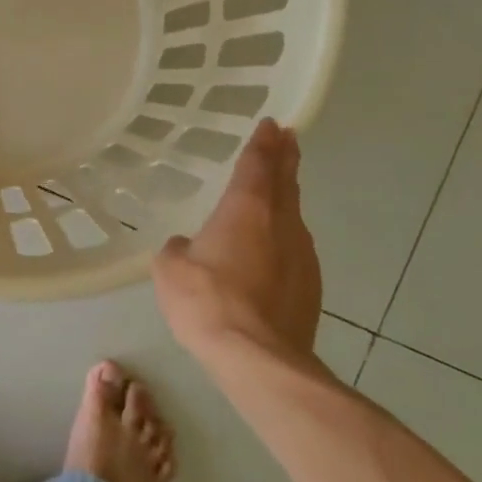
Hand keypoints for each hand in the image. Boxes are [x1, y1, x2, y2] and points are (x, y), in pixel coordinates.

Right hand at [152, 118, 321, 363]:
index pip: (258, 163)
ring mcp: (302, 255)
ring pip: (294, 215)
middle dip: (286, 157)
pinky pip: (295, 248)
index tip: (272, 123)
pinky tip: (273, 249)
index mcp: (246, 209)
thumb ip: (180, 249)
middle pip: (286, 181)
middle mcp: (281, 223)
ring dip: (286, 197)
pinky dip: (284, 237)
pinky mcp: (311, 286)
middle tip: (288, 138)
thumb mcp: (171, 270)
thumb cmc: (207, 301)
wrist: (258, 357)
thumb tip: (189, 247)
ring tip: (279, 190)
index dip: (263, 142)